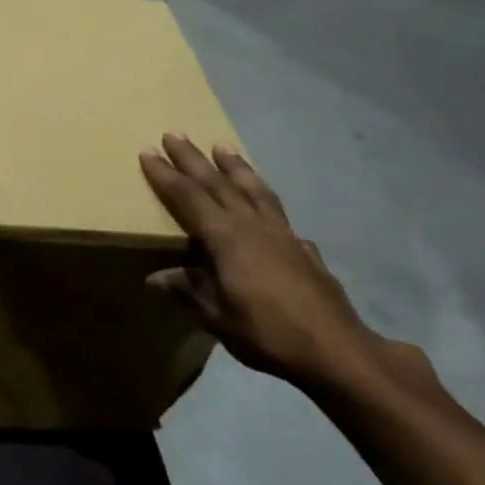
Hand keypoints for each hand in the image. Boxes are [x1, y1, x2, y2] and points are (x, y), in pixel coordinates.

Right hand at [139, 133, 418, 395]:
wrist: (336, 350)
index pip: (189, 198)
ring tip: (223, 146)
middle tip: (175, 133)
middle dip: (193, 159)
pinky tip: (265, 204)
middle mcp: (252, 225)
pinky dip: (264, 197)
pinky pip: (277, 210)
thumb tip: (156, 276)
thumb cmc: (267, 332)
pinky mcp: (303, 247)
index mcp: (226, 238)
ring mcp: (282, 234)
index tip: (148, 151)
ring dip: (235, 166)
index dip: (166, 175)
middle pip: (218, 183)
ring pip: (253, 189)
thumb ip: (189, 290)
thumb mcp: (217, 316)